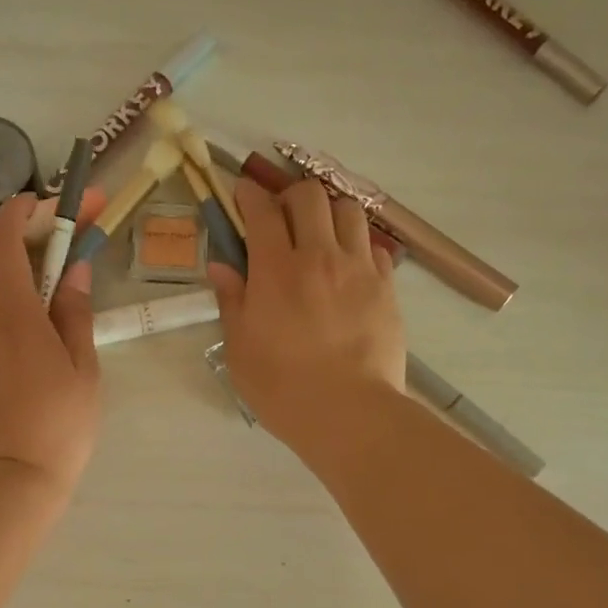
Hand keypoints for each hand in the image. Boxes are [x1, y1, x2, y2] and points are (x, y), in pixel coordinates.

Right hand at [206, 175, 405, 457]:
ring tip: (320, 236)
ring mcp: (358, 269)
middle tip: (281, 218)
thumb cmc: (282, 387)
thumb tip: (221, 266)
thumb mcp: (240, 349)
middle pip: (309, 196)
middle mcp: (319, 256)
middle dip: (290, 196)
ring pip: (349, 210)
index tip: (242, 195)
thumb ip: (232, 301)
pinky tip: (349, 268)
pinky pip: (375, 246)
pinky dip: (358, 245)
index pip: (262, 210)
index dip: (249, 194)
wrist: (348, 412)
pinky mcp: (386, 287)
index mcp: (276, 269)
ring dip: (329, 213)